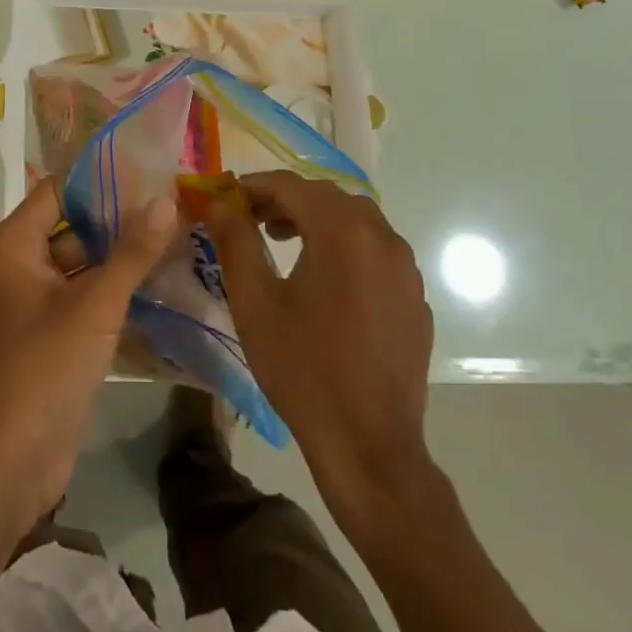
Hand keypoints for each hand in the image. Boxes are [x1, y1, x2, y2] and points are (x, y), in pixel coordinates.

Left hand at [0, 178, 180, 528]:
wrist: (10, 465)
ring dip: (123, 258)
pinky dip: (117, 291)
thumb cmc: (44, 368)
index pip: (59, 191)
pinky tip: (162, 284)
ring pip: (84, 265)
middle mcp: (20, 266)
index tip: (150, 171)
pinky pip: (86, 299)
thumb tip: (167, 199)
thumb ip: (132, 251)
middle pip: (74, 226)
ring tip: (178, 238)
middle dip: (121, 219)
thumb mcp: (95, 305)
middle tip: (174, 204)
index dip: (101, 180)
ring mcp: (36, 304)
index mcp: (15, 245)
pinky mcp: (52, 336)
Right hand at [198, 171, 434, 521]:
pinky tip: (324, 277)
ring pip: (355, 219)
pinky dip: (345, 245)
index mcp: (342, 232)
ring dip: (316, 219)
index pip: (291, 185)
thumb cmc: (303, 369)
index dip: (254, 186)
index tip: (226, 199)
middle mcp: (382, 237)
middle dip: (285, 200)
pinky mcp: (415, 296)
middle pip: (326, 196)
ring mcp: (405, 267)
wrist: (369, 446)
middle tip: (250, 219)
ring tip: (282, 240)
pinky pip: (376, 249)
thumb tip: (216, 203)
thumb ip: (234, 241)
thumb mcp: (255, 303)